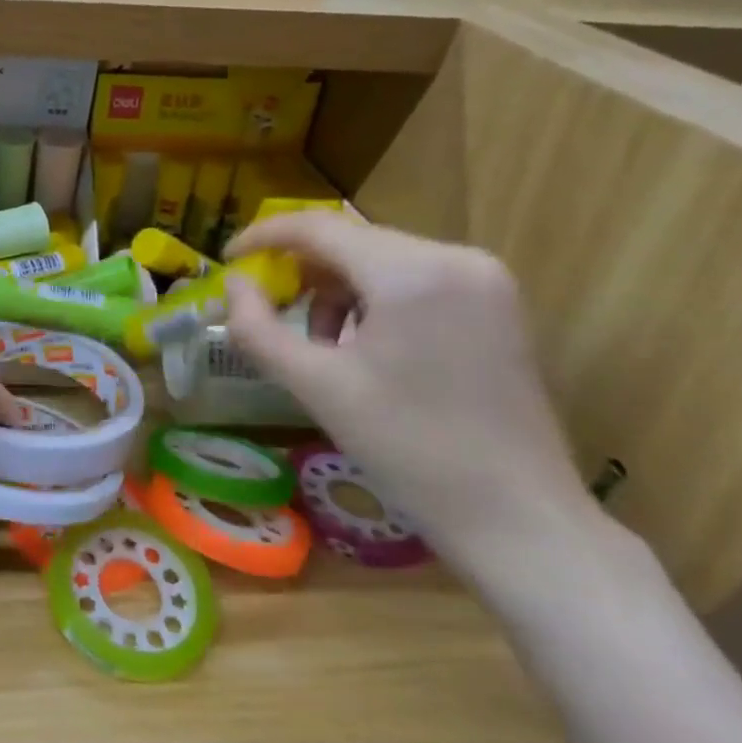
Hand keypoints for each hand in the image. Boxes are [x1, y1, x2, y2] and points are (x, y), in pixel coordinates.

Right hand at [223, 213, 598, 575]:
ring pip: (382, 259)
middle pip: (352, 241)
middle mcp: (456, 258)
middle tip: (269, 311)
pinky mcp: (497, 304)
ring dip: (336, 290)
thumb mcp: (315, 387)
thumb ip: (257, 328)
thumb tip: (232, 285)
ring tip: (322, 345)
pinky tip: (365, 347)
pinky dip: (375, 300)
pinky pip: (415, 279)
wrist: (515, 514)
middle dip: (301, 272)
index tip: (226, 260)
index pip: (319, 227)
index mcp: (412, 273)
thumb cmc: (407, 448)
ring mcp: (485, 280)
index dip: (263, 236)